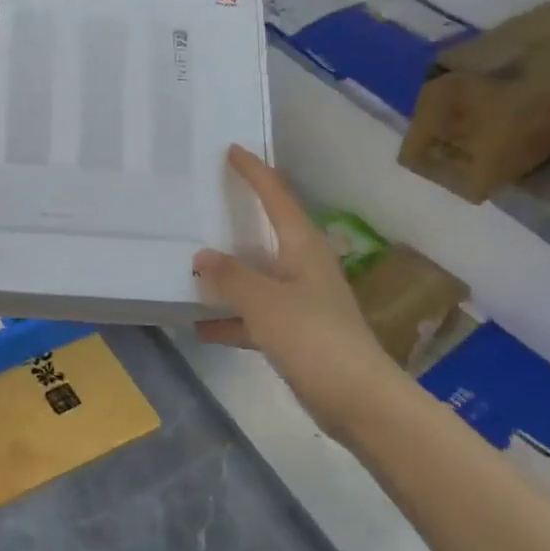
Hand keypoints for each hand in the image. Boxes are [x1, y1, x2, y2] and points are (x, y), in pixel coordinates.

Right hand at [193, 146, 398, 441]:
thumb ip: (231, 277)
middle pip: (267, 232)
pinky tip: (200, 327)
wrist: (359, 400)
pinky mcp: (296, 334)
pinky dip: (231, 319)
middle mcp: (303, 267)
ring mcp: (300, 301)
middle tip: (206, 199)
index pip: (277, 196)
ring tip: (191, 264)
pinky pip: (255, 316)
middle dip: (238, 217)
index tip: (232, 150)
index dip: (255, 172)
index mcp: (302, 248)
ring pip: (258, 276)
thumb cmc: (314, 339)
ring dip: (228, 274)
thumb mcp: (265, 302)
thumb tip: (202, 256)